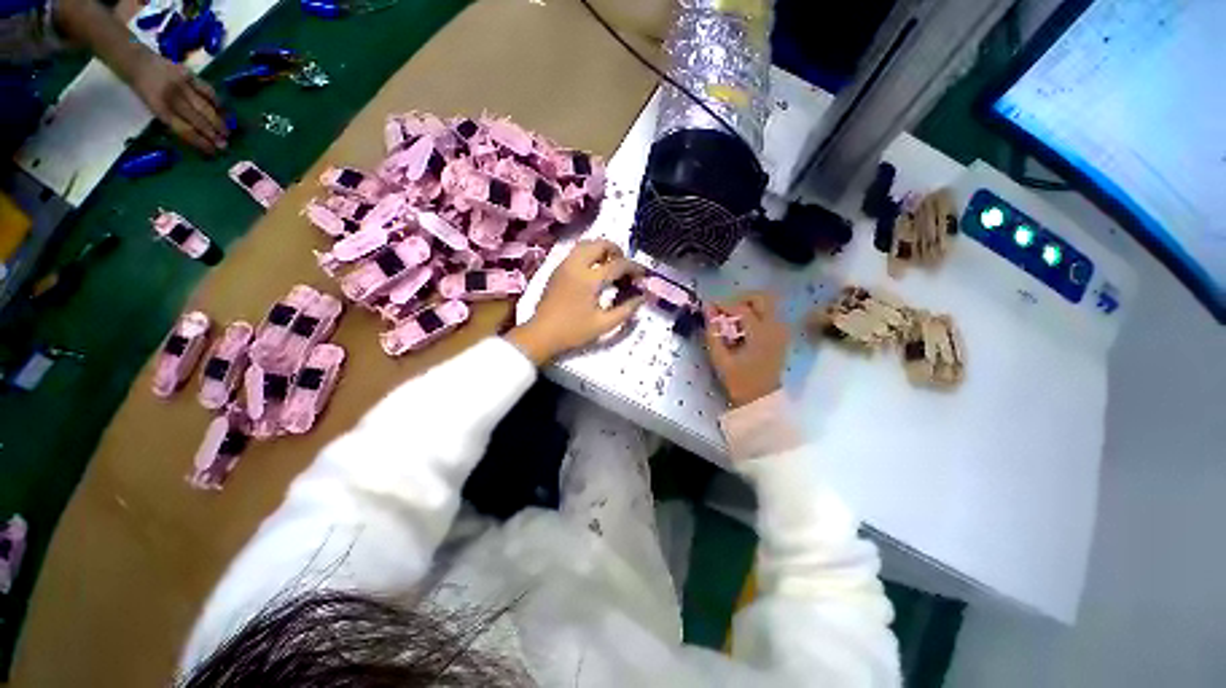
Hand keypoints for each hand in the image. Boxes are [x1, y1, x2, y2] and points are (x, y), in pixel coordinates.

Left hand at [128, 51, 227, 152]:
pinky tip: (224, 111)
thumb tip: (194, 133)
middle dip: (213, 134)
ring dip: (219, 121)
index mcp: (160, 109)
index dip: (201, 142)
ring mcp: (183, 85)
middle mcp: (173, 97)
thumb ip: (171, 119)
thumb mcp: (151, 107)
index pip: (185, 131)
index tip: (213, 152)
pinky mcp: (189, 74)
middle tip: (225, 145)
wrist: (136, 61)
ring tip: (227, 132)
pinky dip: (218, 102)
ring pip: (206, 107)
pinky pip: (208, 91)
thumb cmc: (142, 88)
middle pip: (198, 120)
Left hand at [508, 239, 644, 364]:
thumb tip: (641, 297)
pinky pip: (576, 252)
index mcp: (589, 279)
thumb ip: (626, 310)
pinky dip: (589, 254)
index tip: (642, 275)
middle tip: (624, 267)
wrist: (541, 334)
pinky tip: (594, 271)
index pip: (618, 264)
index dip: (634, 267)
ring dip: (601, 250)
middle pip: (600, 244)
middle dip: (616, 251)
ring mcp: (564, 265)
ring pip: (586, 244)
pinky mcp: (557, 269)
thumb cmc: (573, 331)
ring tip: (610, 266)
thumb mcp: (604, 324)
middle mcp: (576, 265)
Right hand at [705, 291, 789, 407]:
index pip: (742, 308)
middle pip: (761, 297)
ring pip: (766, 304)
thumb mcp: (720, 358)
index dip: (723, 304)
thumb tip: (707, 309)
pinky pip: (768, 314)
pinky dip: (754, 314)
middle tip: (725, 310)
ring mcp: (781, 330)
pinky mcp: (781, 334)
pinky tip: (741, 328)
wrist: (760, 398)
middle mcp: (775, 327)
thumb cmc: (739, 380)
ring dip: (747, 306)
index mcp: (761, 334)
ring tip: (731, 320)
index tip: (709, 307)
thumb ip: (713, 332)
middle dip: (740, 298)